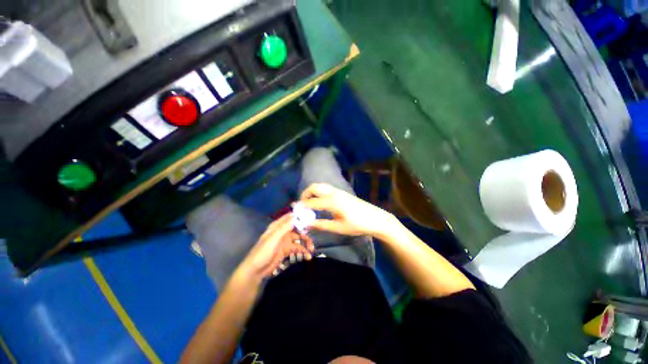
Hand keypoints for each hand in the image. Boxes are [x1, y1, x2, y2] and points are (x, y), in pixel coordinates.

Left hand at [238, 214, 314, 280]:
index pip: (290, 217)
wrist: (256, 271)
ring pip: (299, 239)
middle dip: (305, 232)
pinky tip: (308, 256)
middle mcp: (283, 232)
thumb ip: (284, 227)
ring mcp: (285, 241)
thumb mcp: (273, 238)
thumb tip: (296, 216)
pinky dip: (303, 251)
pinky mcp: (287, 250)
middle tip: (313, 236)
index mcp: (278, 226)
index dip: (300, 216)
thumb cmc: (263, 252)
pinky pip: (298, 248)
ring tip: (312, 249)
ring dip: (306, 243)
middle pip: (297, 228)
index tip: (311, 217)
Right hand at [300, 183, 397, 237]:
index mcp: (332, 202)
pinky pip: (326, 189)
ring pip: (321, 186)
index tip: (294, 210)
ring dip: (312, 192)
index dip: (301, 205)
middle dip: (305, 194)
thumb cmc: (357, 225)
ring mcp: (339, 191)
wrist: (375, 218)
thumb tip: (306, 224)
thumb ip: (321, 225)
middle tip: (302, 205)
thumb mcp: (338, 228)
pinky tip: (320, 202)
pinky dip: (319, 192)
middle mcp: (334, 193)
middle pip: (315, 187)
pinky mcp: (343, 193)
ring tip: (310, 203)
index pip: (312, 202)